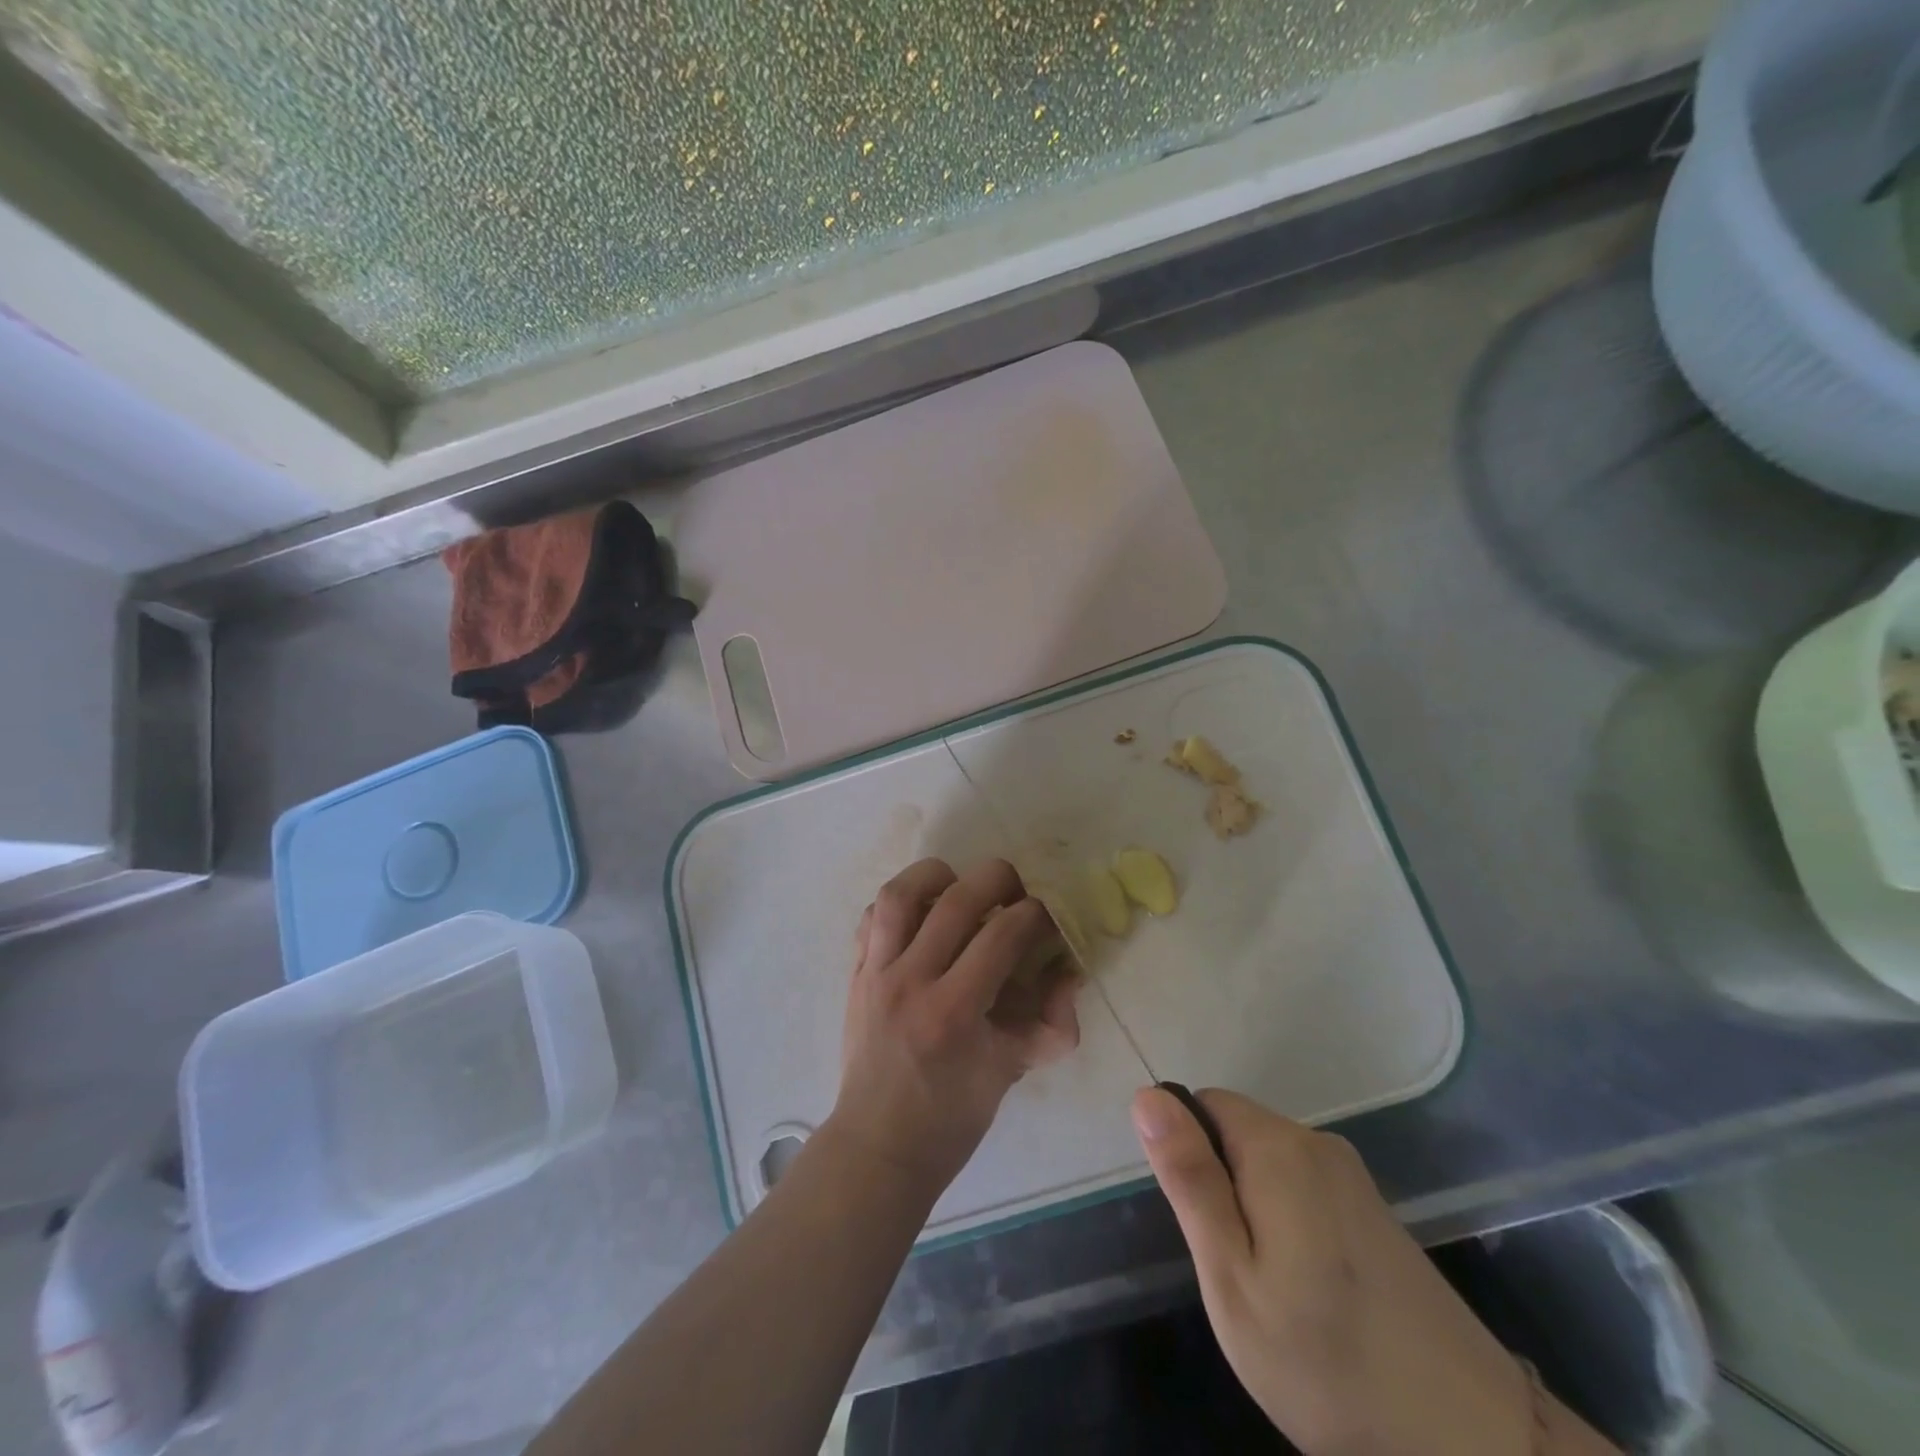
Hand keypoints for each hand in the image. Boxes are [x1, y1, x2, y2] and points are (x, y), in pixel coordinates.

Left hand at [829, 858, 1080, 1197]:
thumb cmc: (950, 1117)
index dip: (1036, 915)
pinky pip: (871, 917)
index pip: (1003, 935)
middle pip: (956, 899)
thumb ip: (1052, 1023)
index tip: (1047, 919)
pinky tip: (921, 914)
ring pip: (900, 894)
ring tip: (960, 885)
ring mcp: (876, 973)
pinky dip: (899, 903)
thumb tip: (1069, 971)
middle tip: (1015, 891)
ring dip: (936, 875)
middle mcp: (911, 981)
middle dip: (998, 879)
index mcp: (954, 1011)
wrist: (878, 1145)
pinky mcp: (855, 973)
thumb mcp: (1011, 1071)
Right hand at [1133, 1087, 1584, 1455]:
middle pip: (1238, 1132)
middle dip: (1221, 1186)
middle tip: (1236, 1271)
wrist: (1471, 1444)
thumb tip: (1147, 1095)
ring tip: (1274, 1291)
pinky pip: (1304, 1190)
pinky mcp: (1376, 1213)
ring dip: (1254, 1210)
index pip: (1204, 1104)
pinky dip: (1289, 1225)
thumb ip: (1189, 1179)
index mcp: (1279, 1147)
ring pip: (1269, 1164)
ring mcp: (1354, 1178)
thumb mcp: (1232, 1277)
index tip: (1204, 1226)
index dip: (1189, 1155)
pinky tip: (1313, 1295)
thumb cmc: (1328, 1362)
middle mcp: (1319, 1144)